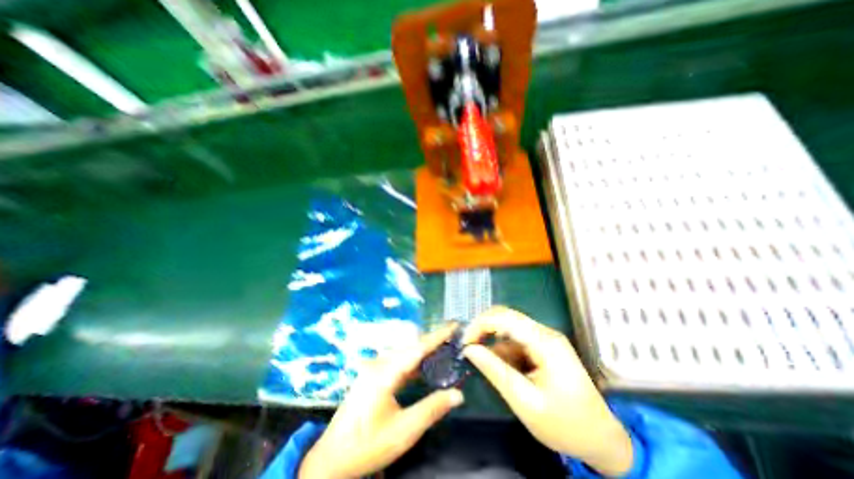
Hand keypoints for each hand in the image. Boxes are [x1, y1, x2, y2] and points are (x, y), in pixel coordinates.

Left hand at [298, 325, 464, 478]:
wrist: (331, 459)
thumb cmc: (368, 445)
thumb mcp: (403, 431)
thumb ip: (432, 409)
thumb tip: (458, 394)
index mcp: (385, 372)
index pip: (418, 348)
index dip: (437, 336)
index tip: (453, 325)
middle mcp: (379, 363)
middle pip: (411, 346)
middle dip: (433, 340)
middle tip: (453, 337)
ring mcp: (374, 368)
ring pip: (405, 352)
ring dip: (424, 349)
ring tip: (443, 347)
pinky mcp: (373, 374)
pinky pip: (398, 361)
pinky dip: (414, 360)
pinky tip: (424, 365)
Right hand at [460, 310, 632, 477]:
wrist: (602, 440)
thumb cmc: (566, 425)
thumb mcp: (525, 401)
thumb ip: (495, 371)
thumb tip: (469, 349)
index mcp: (545, 342)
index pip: (505, 318)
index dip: (480, 324)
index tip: (464, 342)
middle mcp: (545, 333)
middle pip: (506, 318)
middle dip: (484, 331)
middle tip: (469, 350)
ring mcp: (545, 339)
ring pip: (508, 331)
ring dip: (495, 347)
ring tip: (494, 373)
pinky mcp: (543, 348)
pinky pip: (516, 343)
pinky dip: (505, 354)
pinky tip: (508, 374)